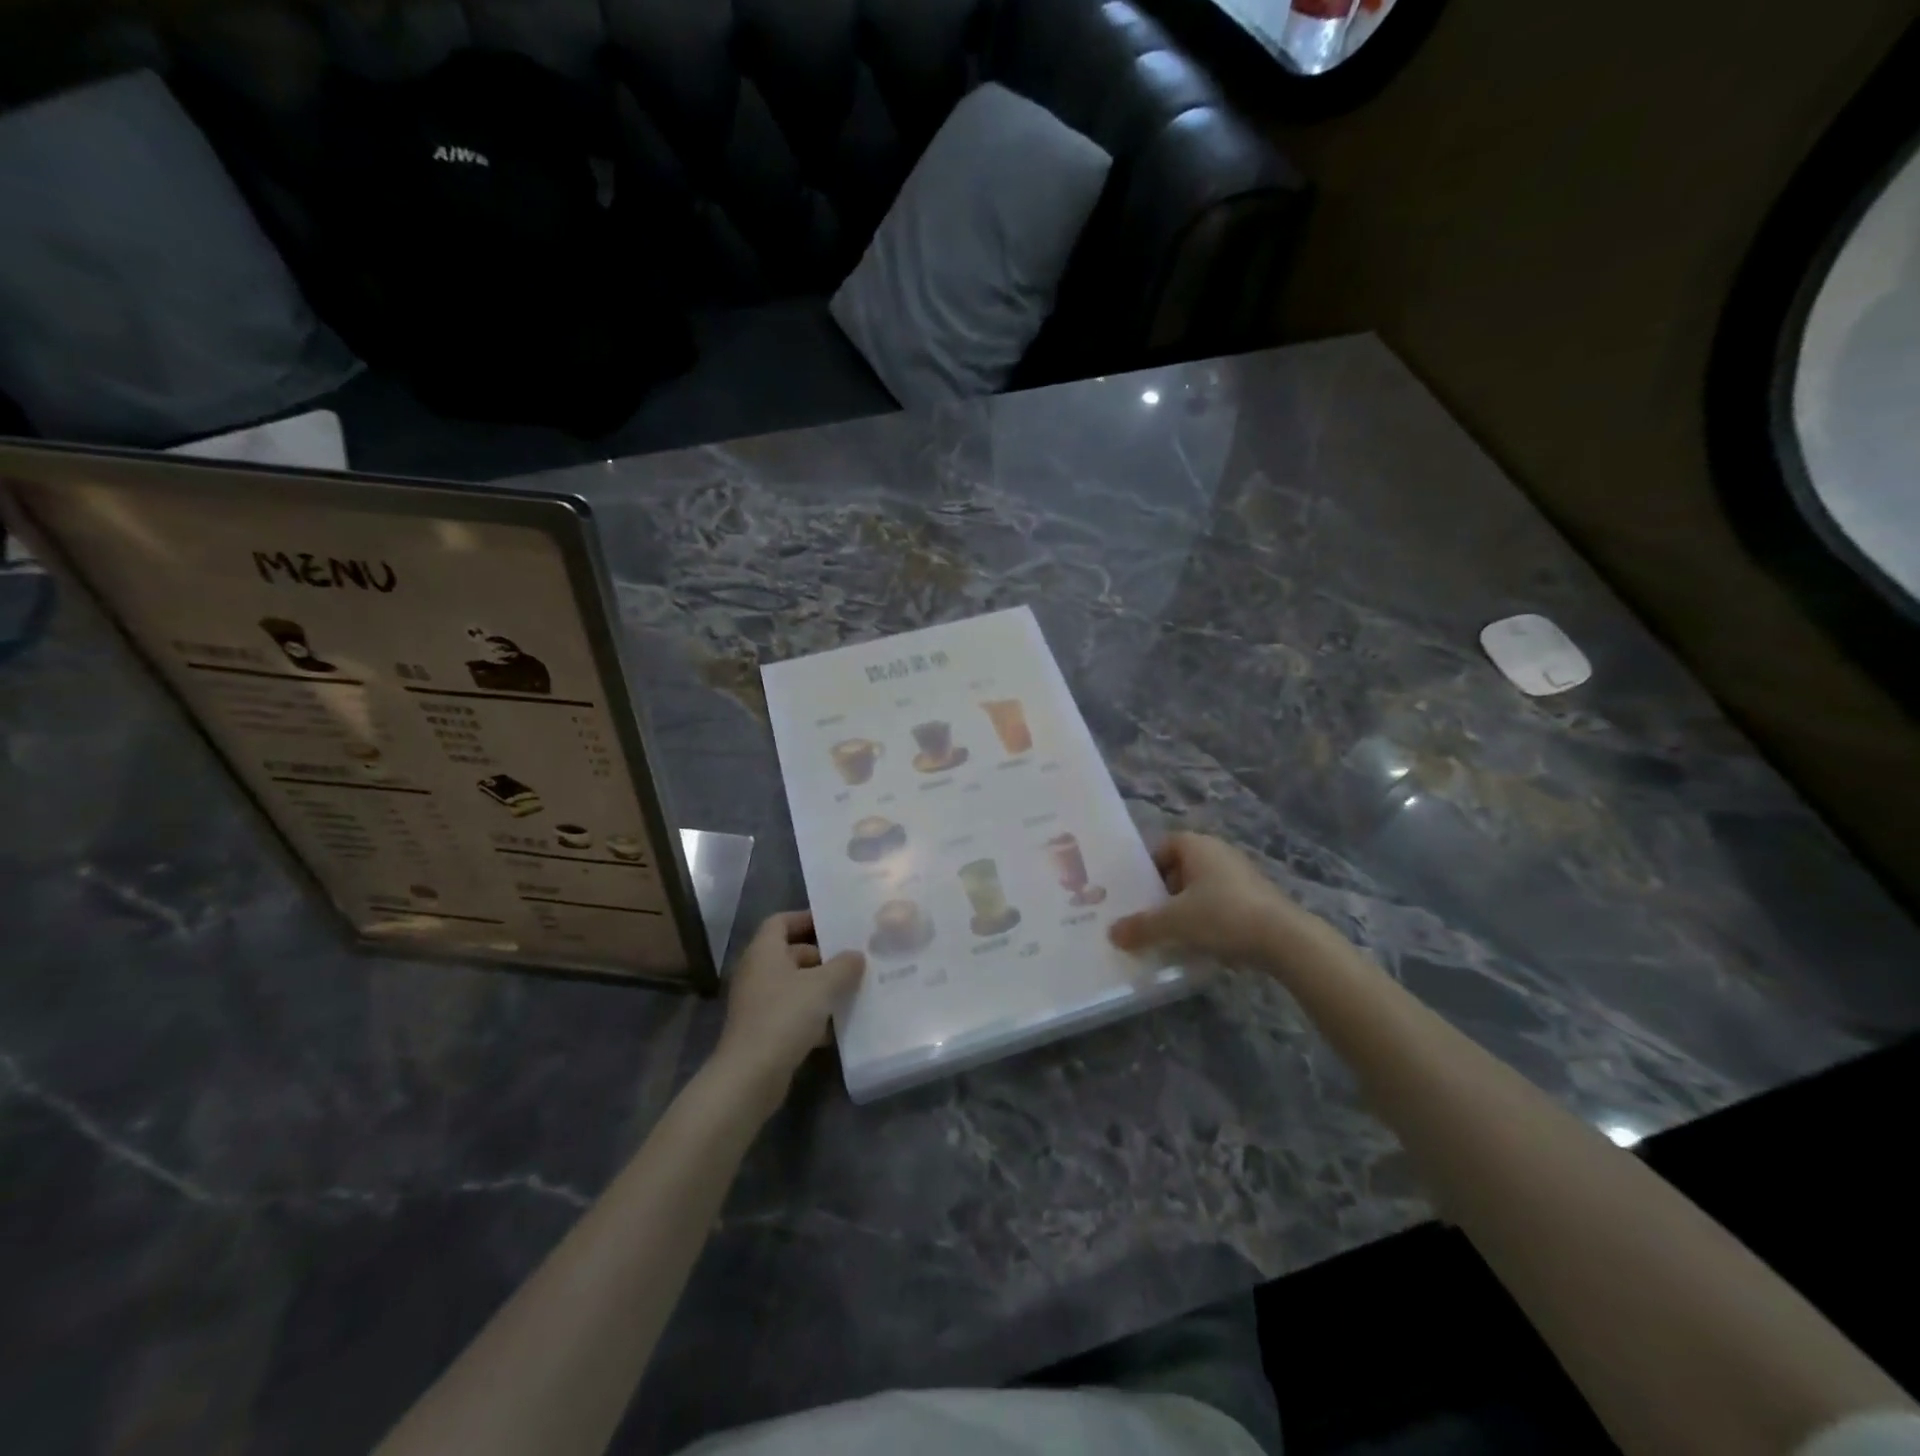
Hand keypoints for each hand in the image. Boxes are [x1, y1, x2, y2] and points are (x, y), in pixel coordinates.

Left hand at [712, 911, 863, 1106]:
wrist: (750, 1075)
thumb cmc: (785, 1017)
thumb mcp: (823, 986)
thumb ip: (844, 966)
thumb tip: (856, 956)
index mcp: (764, 952)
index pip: (781, 921)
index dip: (806, 919)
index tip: (834, 925)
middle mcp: (757, 972)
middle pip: (790, 953)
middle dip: (821, 957)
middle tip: (851, 961)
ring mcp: (757, 1002)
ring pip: (793, 984)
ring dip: (819, 987)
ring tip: (850, 991)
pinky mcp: (762, 1029)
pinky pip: (790, 1011)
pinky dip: (811, 1014)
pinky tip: (835, 1026)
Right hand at [1109, 832, 1321, 968]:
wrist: (1284, 939)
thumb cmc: (1222, 916)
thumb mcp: (1173, 923)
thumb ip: (1141, 927)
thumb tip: (1113, 933)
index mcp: (1197, 846)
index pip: (1162, 847)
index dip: (1147, 869)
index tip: (1137, 895)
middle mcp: (1219, 852)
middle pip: (1180, 868)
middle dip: (1164, 893)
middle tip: (1148, 917)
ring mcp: (1241, 874)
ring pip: (1201, 888)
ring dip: (1187, 908)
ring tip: (1173, 935)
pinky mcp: (1257, 898)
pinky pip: (1221, 903)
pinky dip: (1209, 919)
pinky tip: (1203, 943)